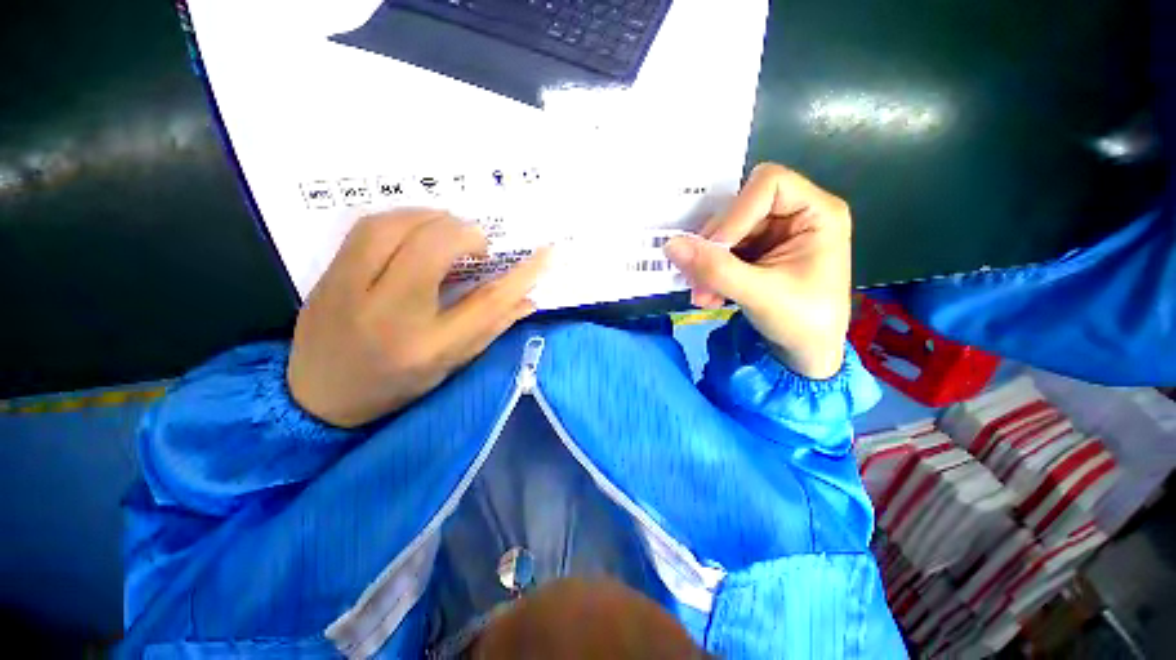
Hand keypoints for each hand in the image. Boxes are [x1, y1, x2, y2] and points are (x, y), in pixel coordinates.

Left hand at [288, 210, 549, 427]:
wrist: (318, 398)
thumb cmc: (395, 386)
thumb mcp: (451, 364)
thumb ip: (491, 327)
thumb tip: (528, 299)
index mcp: (428, 347)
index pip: (488, 302)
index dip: (523, 274)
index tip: (548, 253)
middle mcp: (388, 315)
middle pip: (433, 248)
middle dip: (466, 234)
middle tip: (478, 246)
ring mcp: (349, 290)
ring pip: (395, 226)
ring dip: (433, 219)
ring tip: (450, 233)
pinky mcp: (328, 275)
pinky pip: (368, 227)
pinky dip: (403, 219)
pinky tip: (417, 231)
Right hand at [664, 163, 850, 379]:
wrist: (804, 354)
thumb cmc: (802, 322)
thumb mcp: (760, 294)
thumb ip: (715, 269)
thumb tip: (670, 245)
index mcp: (816, 213)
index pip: (768, 185)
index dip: (736, 213)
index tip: (715, 249)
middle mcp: (793, 215)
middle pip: (738, 210)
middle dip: (714, 248)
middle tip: (698, 280)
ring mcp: (771, 234)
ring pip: (723, 233)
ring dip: (707, 264)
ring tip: (703, 295)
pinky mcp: (754, 252)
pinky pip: (720, 252)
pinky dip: (709, 273)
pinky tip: (709, 296)